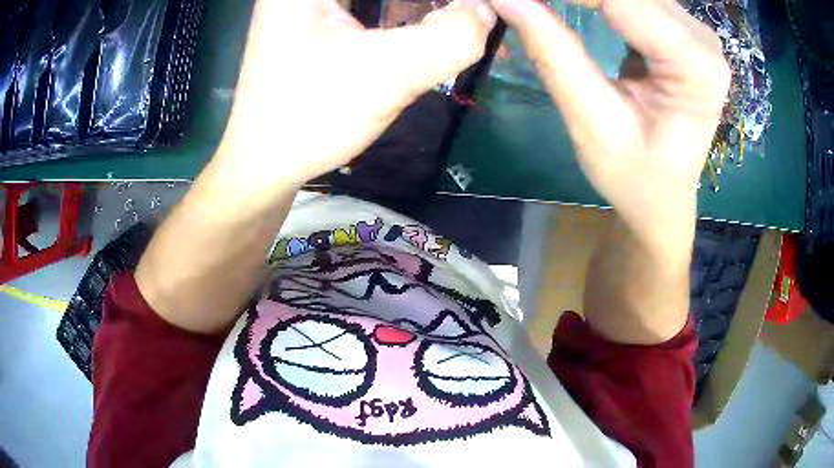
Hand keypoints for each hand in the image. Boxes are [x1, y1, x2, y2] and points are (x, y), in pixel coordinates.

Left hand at [215, 0, 495, 197]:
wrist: (263, 164)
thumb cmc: (310, 117)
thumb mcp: (389, 74)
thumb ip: (452, 37)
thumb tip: (488, 10)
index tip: (475, 11)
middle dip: (433, 3)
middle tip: (470, 18)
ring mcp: (310, 2)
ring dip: (423, 6)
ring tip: (457, 22)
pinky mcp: (317, 18)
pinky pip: (371, 4)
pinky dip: (405, 11)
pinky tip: (427, 27)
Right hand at [490, 0, 728, 249]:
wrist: (664, 197)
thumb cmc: (634, 177)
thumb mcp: (592, 122)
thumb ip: (554, 52)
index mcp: (694, 65)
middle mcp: (703, 39)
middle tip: (521, 3)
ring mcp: (695, 32)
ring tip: (545, 4)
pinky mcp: (682, 30)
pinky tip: (574, 2)